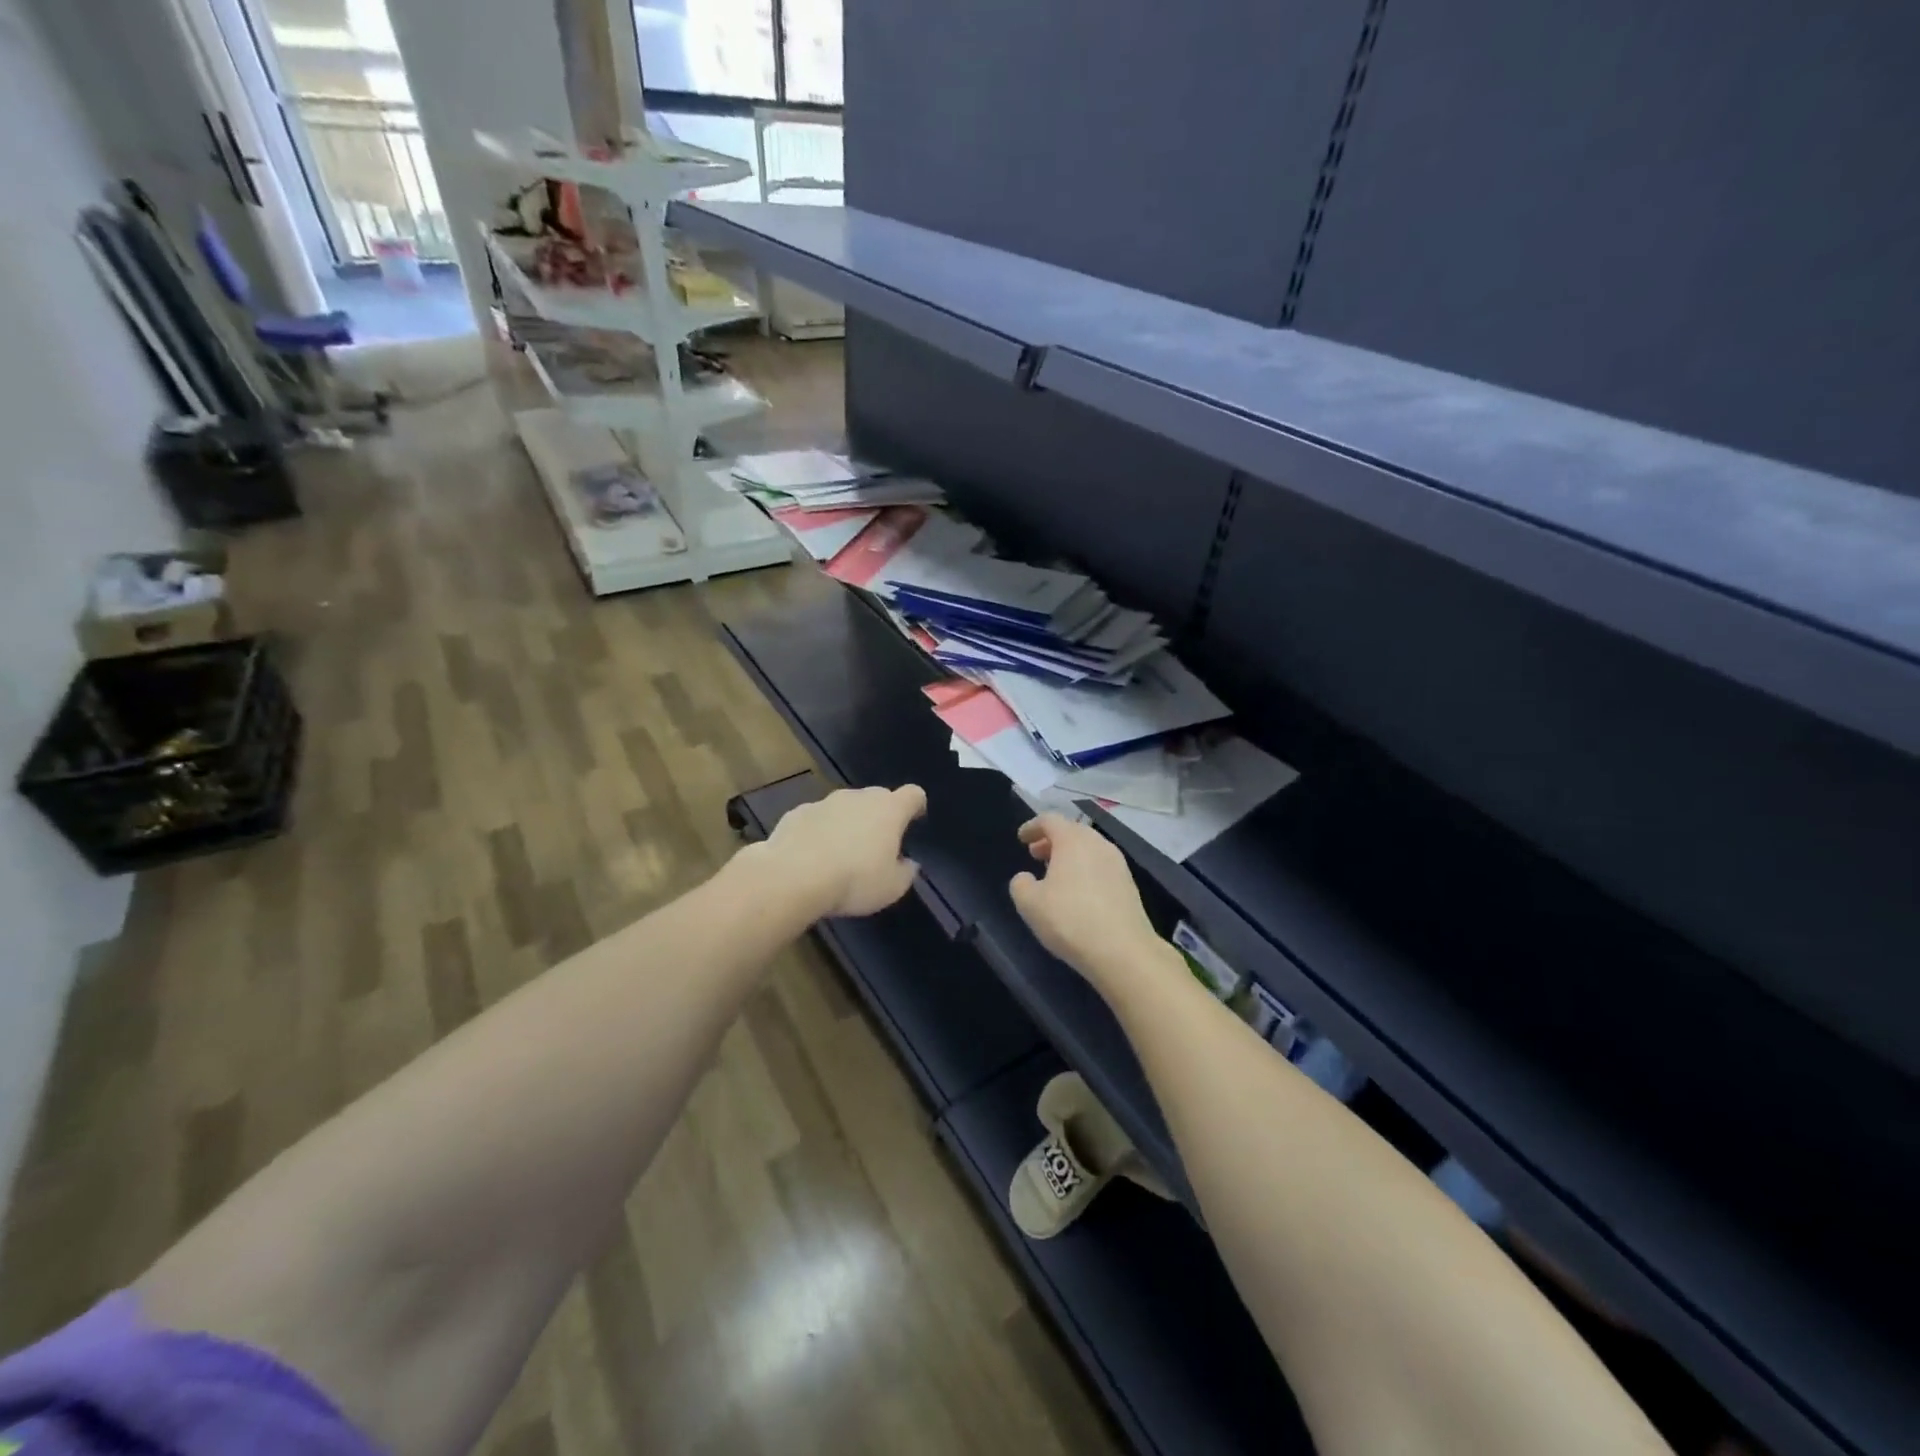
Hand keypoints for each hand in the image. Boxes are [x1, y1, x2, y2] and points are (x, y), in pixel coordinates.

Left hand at [761, 784, 926, 917]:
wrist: (793, 876)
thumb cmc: (854, 880)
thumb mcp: (892, 888)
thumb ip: (905, 872)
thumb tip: (908, 863)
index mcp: (889, 809)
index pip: (913, 794)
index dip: (916, 806)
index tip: (914, 820)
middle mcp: (859, 797)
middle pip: (877, 798)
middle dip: (879, 817)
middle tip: (876, 846)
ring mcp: (825, 802)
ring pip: (845, 807)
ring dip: (848, 824)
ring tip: (841, 855)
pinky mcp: (797, 812)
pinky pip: (817, 819)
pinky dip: (819, 832)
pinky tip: (812, 857)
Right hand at [1009, 814, 1163, 991]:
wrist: (1123, 951)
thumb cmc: (1070, 920)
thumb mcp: (1030, 904)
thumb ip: (1020, 885)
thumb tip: (1025, 878)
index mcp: (1073, 840)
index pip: (1050, 820)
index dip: (1032, 826)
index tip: (1021, 838)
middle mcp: (1098, 844)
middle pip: (1072, 831)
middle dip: (1052, 840)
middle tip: (1036, 854)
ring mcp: (1118, 863)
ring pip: (1089, 848)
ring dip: (1070, 855)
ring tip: (1055, 874)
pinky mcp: (1129, 884)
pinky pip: (1101, 866)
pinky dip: (1085, 870)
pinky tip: (1078, 893)